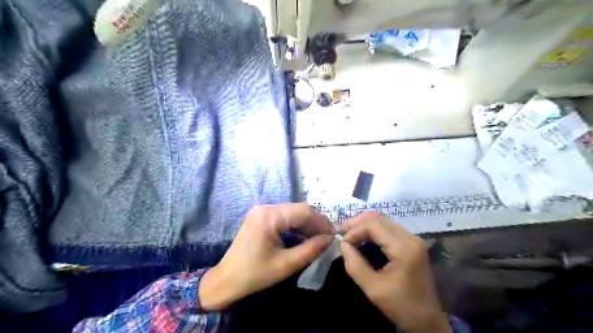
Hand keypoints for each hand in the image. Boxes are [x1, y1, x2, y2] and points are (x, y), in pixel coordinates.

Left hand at [201, 203, 332, 309]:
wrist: (226, 280)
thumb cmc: (255, 274)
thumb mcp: (286, 264)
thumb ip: (311, 249)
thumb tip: (330, 239)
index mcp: (269, 216)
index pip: (304, 211)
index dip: (321, 222)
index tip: (333, 236)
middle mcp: (266, 208)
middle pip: (298, 209)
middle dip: (315, 223)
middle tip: (327, 239)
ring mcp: (262, 211)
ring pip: (292, 212)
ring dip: (306, 224)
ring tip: (317, 239)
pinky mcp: (261, 217)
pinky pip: (284, 217)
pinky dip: (296, 225)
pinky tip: (303, 236)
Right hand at [338, 213, 450, 332]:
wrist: (428, 321)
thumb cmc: (401, 307)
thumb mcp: (373, 289)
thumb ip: (355, 264)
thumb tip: (342, 244)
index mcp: (404, 247)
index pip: (373, 224)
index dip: (353, 230)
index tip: (342, 245)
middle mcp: (410, 237)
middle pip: (377, 218)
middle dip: (356, 224)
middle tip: (340, 234)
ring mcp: (412, 238)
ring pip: (381, 221)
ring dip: (363, 226)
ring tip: (348, 236)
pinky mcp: (410, 243)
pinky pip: (386, 228)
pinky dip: (371, 231)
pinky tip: (362, 239)